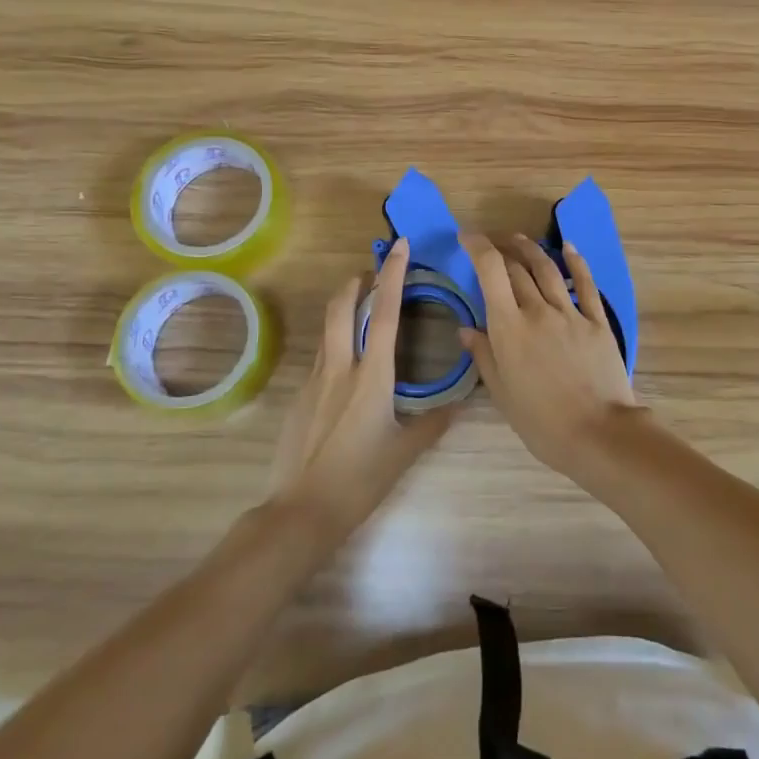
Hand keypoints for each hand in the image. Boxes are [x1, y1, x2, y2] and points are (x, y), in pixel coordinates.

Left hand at [269, 239, 456, 533]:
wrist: (301, 511)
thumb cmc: (359, 479)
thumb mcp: (404, 452)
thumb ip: (433, 422)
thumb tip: (459, 403)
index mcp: (371, 376)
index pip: (385, 313)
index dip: (393, 275)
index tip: (399, 247)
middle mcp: (340, 368)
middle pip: (342, 308)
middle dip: (356, 283)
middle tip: (371, 274)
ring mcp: (315, 381)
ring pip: (328, 330)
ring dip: (343, 309)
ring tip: (360, 308)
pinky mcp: (300, 398)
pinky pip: (321, 357)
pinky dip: (336, 344)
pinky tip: (348, 367)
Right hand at [458, 232, 644, 478]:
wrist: (599, 433)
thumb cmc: (542, 422)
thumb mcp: (502, 394)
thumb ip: (484, 356)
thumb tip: (466, 329)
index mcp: (509, 328)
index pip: (490, 271)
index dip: (477, 246)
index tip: (467, 237)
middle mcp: (538, 310)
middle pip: (516, 267)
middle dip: (500, 249)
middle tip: (491, 243)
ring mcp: (571, 313)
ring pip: (547, 269)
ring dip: (530, 249)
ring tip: (519, 239)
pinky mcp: (597, 321)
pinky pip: (586, 284)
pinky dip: (575, 262)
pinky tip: (569, 248)